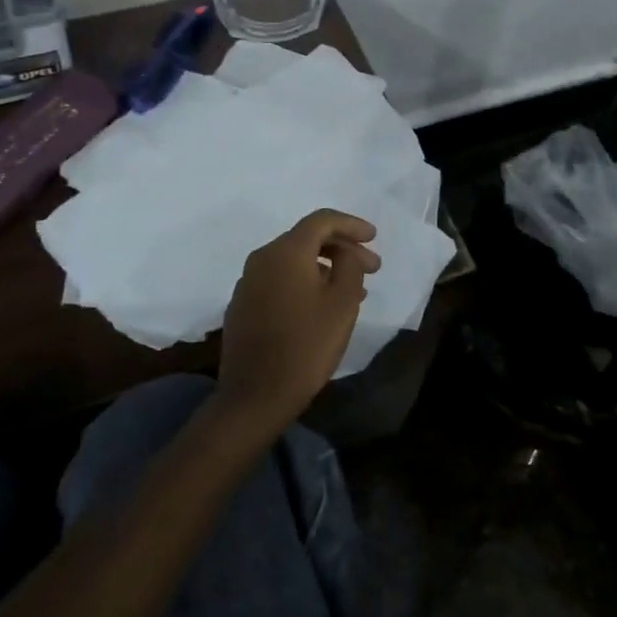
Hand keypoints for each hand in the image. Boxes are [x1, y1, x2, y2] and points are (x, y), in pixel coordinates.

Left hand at [214, 210, 380, 437]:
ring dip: (325, 268)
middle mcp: (262, 258)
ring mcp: (248, 282)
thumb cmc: (306, 346)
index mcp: (286, 251)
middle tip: (372, 268)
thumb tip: (345, 252)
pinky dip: (304, 283)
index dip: (351, 224)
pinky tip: (321, 305)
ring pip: (293, 261)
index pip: (322, 220)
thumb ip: (349, 267)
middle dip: (342, 248)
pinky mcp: (242, 305)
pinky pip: (279, 280)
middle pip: (306, 239)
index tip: (374, 237)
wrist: (255, 396)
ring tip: (353, 290)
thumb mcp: (342, 304)